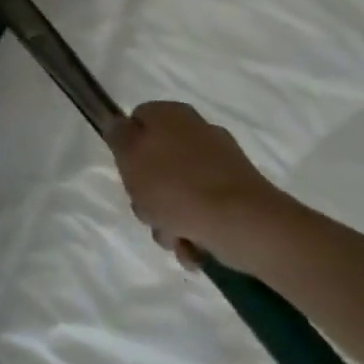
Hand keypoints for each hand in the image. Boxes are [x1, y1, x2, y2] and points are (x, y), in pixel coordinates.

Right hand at [108, 101, 288, 266]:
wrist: (246, 225)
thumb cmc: (176, 186)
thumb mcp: (129, 156)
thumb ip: (117, 135)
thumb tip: (120, 125)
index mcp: (171, 115)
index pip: (136, 121)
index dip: (126, 148)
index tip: (126, 174)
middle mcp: (198, 132)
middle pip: (156, 160)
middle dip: (147, 192)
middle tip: (147, 211)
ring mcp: (222, 164)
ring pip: (179, 189)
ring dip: (169, 217)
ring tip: (173, 239)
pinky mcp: (240, 195)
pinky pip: (205, 208)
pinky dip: (196, 229)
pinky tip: (193, 248)